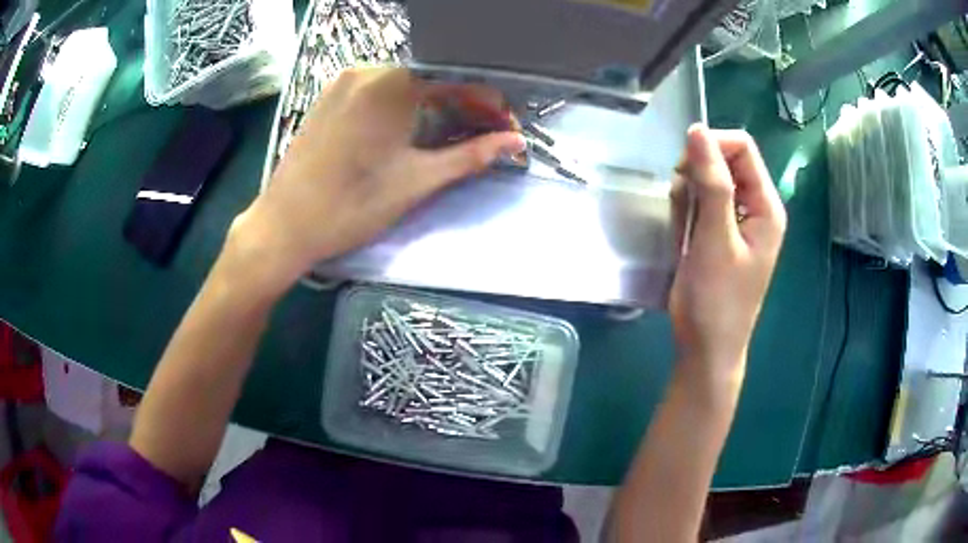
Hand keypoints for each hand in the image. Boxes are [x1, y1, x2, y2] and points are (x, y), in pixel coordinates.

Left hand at [228, 67, 524, 288]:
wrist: (284, 226)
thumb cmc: (351, 206)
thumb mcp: (417, 181)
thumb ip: (471, 156)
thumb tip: (516, 142)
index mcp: (390, 85)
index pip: (456, 81)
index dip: (488, 105)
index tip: (507, 129)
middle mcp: (366, 71)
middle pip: (430, 79)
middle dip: (464, 105)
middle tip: (486, 135)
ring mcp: (343, 83)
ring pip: (405, 85)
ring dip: (436, 105)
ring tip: (455, 134)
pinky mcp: (329, 97)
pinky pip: (378, 91)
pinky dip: (405, 106)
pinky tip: (414, 129)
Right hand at [669, 125, 786, 387]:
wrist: (706, 348)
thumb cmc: (716, 300)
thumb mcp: (714, 240)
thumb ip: (710, 183)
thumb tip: (697, 130)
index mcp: (766, 206)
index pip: (741, 147)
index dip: (711, 147)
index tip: (684, 169)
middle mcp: (755, 207)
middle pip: (723, 161)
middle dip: (697, 176)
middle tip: (684, 207)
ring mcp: (737, 220)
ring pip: (707, 181)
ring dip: (689, 198)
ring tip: (685, 233)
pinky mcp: (720, 233)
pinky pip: (700, 203)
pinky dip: (686, 214)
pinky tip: (684, 240)